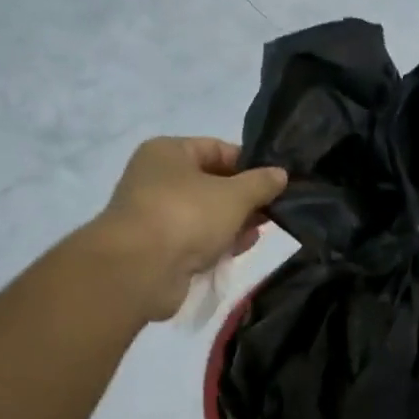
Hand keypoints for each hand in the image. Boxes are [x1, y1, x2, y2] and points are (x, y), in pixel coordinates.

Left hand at [84, 137, 287, 321]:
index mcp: (168, 152)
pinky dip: (217, 243)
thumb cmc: (186, 216)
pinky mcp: (159, 248)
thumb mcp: (234, 195)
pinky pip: (196, 239)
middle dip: (244, 198)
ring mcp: (156, 215)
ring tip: (261, 232)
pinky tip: (239, 249)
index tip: (275, 181)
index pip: (216, 148)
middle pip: (212, 183)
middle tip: (274, 210)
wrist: (139, 270)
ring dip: (233, 223)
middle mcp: (158, 179)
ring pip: (206, 214)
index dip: (249, 163)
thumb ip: (261, 183)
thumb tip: (280, 174)